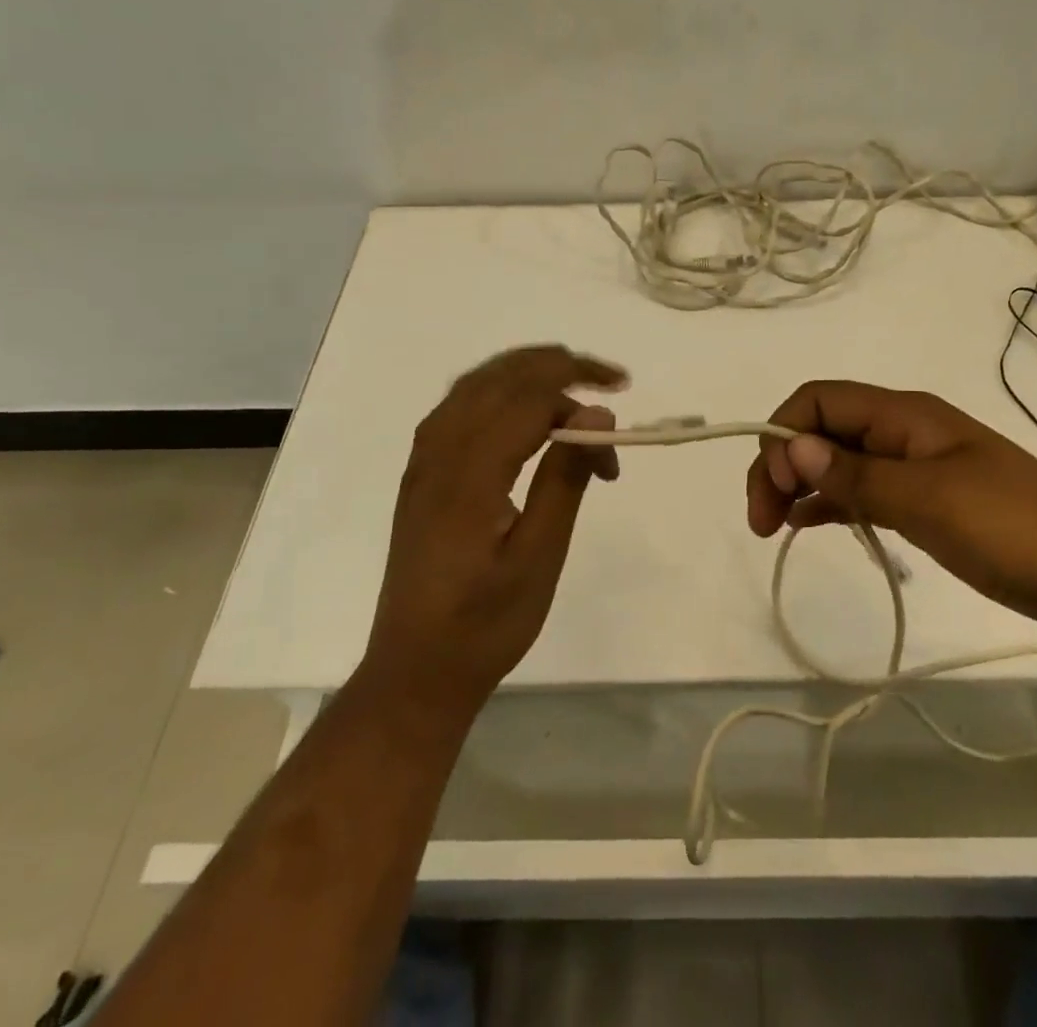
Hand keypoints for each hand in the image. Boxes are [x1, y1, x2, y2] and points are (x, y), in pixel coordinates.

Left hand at [357, 345, 624, 733]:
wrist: (415, 670)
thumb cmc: (485, 624)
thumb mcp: (539, 558)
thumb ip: (566, 479)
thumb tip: (597, 414)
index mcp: (468, 474)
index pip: (528, 399)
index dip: (578, 389)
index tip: (621, 408)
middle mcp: (438, 451)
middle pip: (501, 377)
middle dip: (559, 366)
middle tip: (610, 377)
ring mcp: (424, 459)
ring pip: (477, 383)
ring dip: (528, 370)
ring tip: (575, 381)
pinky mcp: (421, 471)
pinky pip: (460, 404)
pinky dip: (499, 389)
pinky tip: (525, 410)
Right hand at [745, 381, 1036, 630]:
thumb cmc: (1011, 526)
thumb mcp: (928, 500)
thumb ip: (856, 475)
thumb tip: (793, 447)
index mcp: (902, 415)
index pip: (819, 401)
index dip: (784, 434)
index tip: (775, 488)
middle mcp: (900, 431)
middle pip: (821, 430)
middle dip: (781, 464)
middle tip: (761, 520)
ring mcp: (911, 466)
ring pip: (836, 461)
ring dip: (799, 484)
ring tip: (772, 528)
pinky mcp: (921, 500)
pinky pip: (860, 491)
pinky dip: (829, 502)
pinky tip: (806, 525)